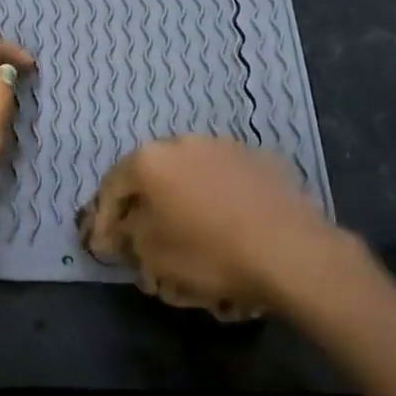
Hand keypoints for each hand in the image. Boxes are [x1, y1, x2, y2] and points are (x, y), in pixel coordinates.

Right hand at [78, 135, 366, 318]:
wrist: (291, 252)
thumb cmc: (209, 253)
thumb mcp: (152, 254)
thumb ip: (128, 236)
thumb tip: (123, 229)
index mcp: (150, 159)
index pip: (113, 186)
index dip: (104, 219)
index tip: (105, 247)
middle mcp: (184, 141)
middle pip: (153, 176)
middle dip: (146, 207)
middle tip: (145, 238)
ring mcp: (226, 146)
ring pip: (192, 175)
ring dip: (184, 201)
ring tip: (190, 233)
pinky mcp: (263, 160)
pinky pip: (227, 181)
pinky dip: (220, 199)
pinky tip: (229, 226)